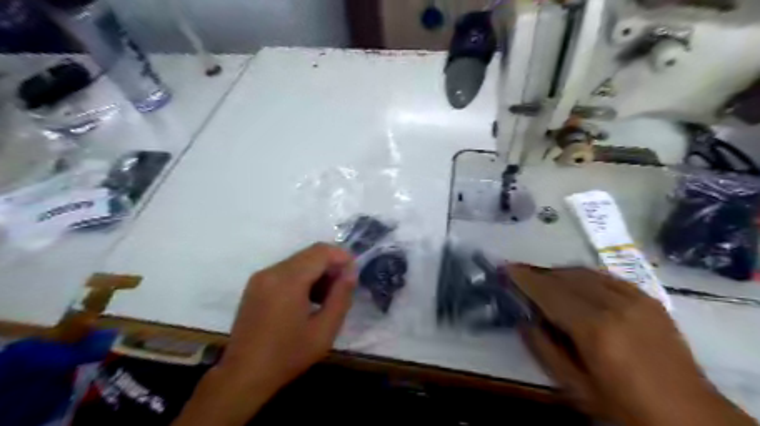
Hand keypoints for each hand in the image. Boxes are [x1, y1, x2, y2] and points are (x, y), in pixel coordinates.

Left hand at [173, 243, 357, 424]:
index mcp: (288, 280)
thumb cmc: (287, 355)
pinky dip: (302, 278)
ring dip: (317, 272)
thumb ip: (341, 296)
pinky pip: (286, 271)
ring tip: (326, 298)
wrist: (243, 376)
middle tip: (342, 289)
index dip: (342, 257)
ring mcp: (261, 277)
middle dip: (331, 266)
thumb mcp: (324, 330)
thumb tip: (351, 272)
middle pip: (310, 254)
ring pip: (298, 261)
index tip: (353, 275)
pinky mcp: (255, 285)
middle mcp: (272, 271)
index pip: (321, 251)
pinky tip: (308, 300)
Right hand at [507, 266, 755, 425]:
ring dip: (558, 273)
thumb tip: (524, 320)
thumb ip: (543, 349)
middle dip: (538, 274)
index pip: (550, 293)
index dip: (525, 279)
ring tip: (542, 280)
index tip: (506, 269)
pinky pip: (605, 276)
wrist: (689, 415)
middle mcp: (614, 305)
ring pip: (584, 272)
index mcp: (595, 329)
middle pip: (565, 278)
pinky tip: (574, 283)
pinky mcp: (647, 298)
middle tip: (519, 275)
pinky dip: (582, 275)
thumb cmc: (624, 406)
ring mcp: (634, 298)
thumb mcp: (574, 387)